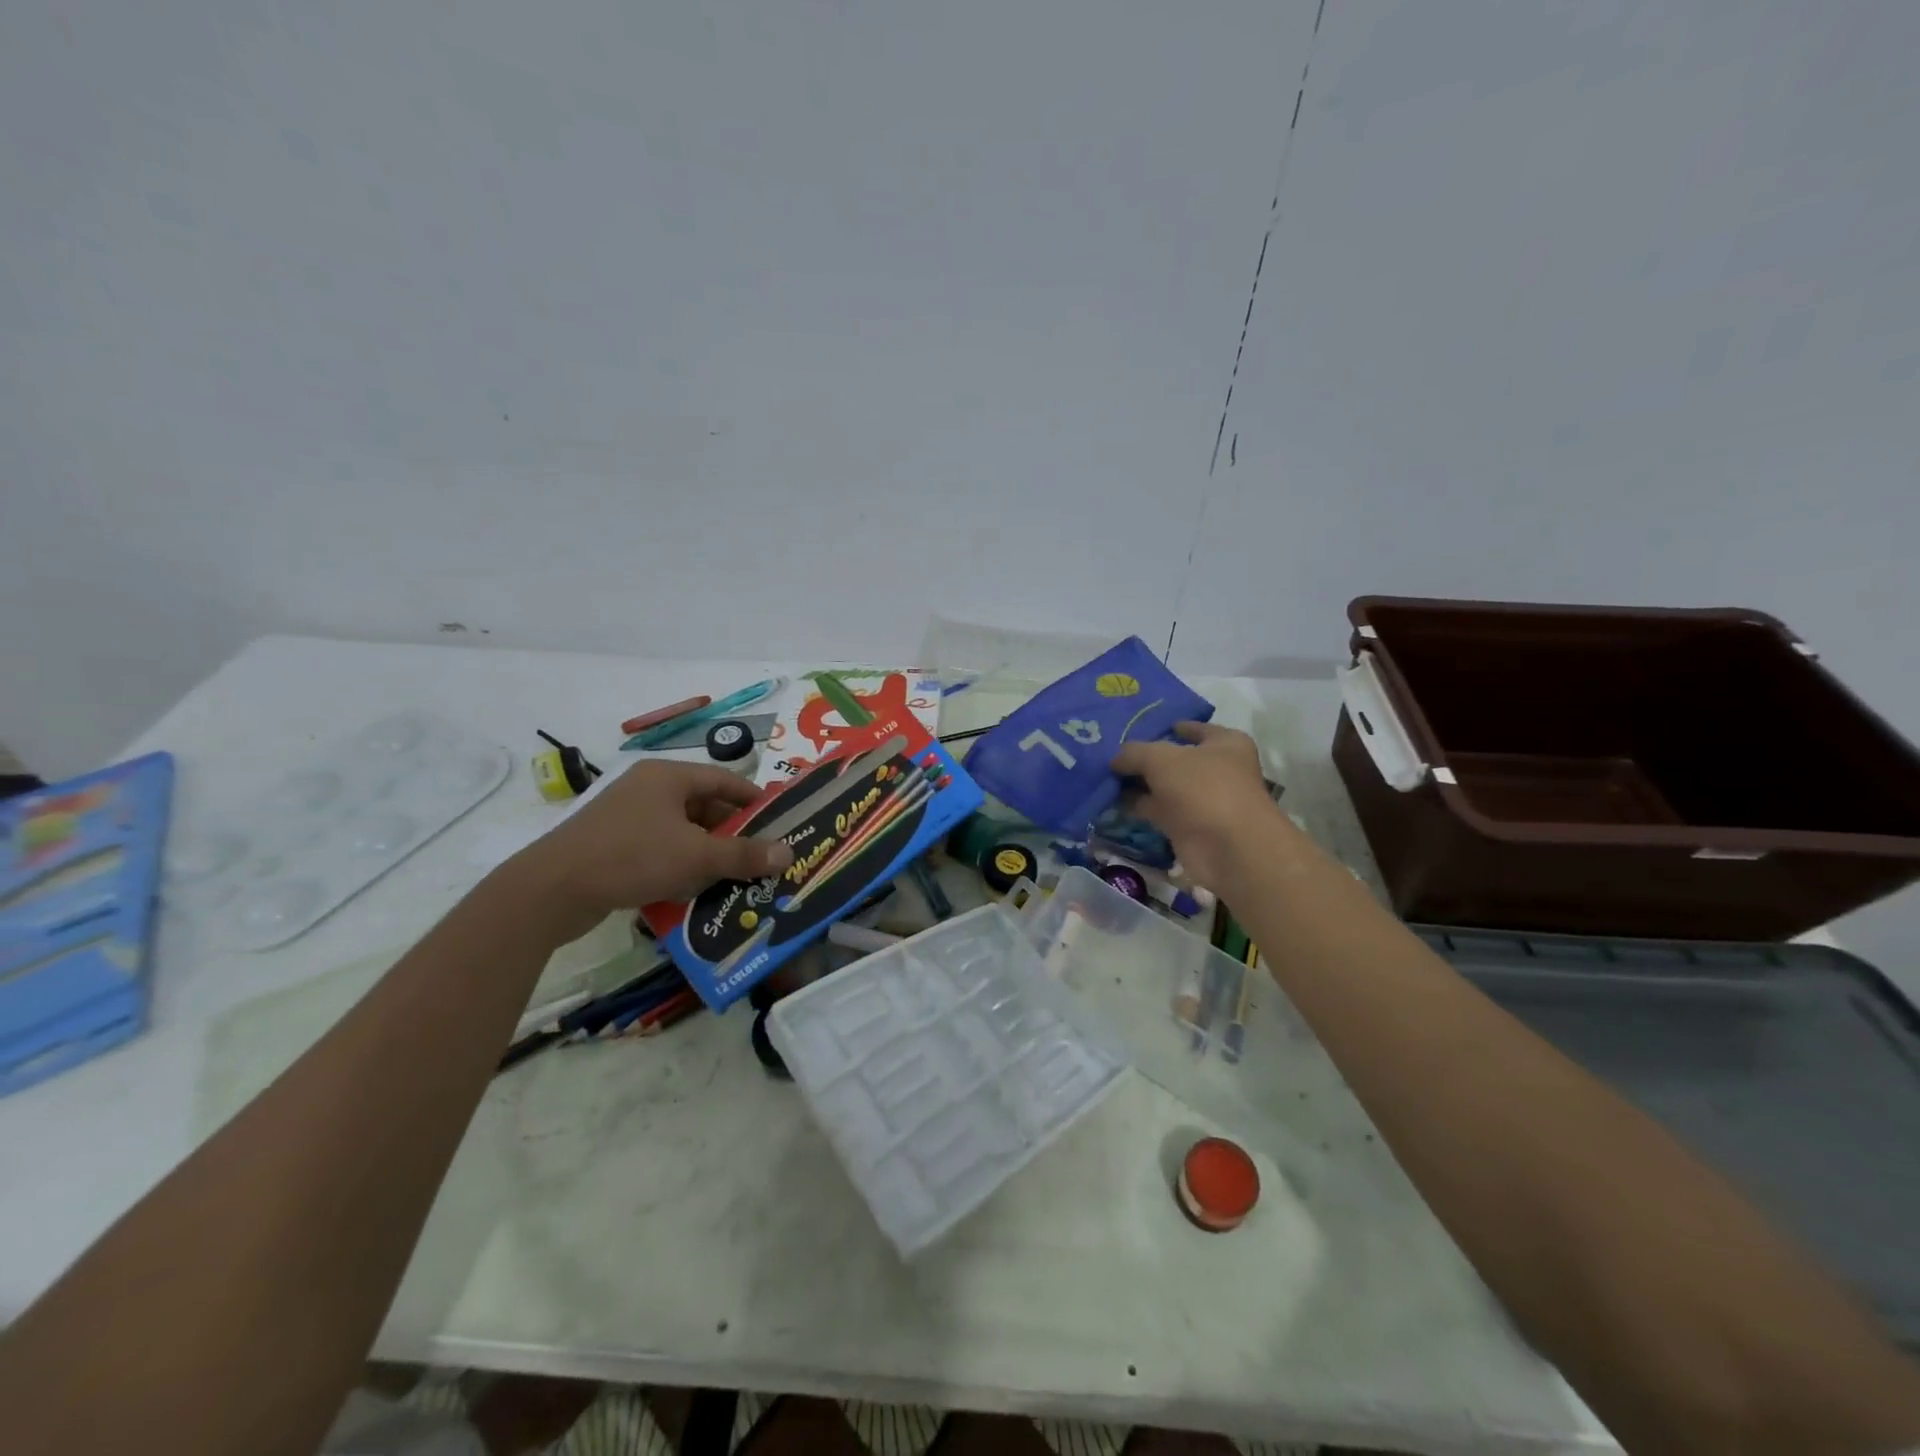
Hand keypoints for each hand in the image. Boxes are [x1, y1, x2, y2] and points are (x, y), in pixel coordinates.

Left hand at [503, 762, 793, 941]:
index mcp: (668, 777)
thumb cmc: (632, 857)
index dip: (753, 799)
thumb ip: (743, 855)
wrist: (551, 890)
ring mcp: (627, 817)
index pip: (724, 779)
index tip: (779, 820)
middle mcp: (648, 789)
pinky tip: (696, 890)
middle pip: (704, 806)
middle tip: (761, 855)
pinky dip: (681, 865)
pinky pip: (660, 849)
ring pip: (682, 831)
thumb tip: (787, 854)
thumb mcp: (696, 856)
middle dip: (733, 832)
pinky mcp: (612, 845)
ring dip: (708, 853)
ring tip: (737, 876)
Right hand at [1111, 722, 1288, 893]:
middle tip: (1111, 752)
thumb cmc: (1203, 788)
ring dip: (1139, 784)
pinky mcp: (1188, 826)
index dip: (1169, 727)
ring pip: (1164, 786)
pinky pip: (1158, 811)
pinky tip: (1111, 800)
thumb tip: (1115, 759)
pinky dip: (1138, 807)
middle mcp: (1217, 770)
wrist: (1227, 847)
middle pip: (1175, 759)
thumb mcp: (1161, 758)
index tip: (1140, 728)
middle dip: (1146, 758)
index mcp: (1225, 744)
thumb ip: (1134, 752)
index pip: (1195, 729)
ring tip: (1104, 775)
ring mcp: (1202, 800)